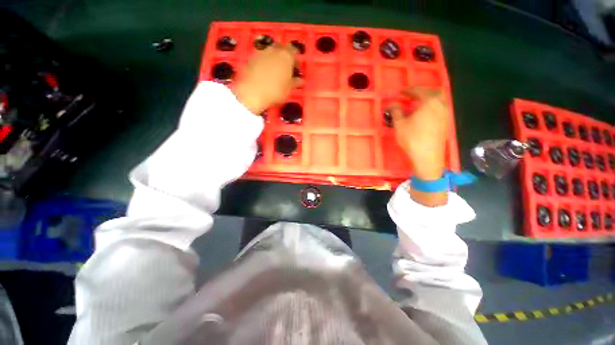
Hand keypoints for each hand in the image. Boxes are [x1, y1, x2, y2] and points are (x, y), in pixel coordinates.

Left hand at [232, 44, 301, 113]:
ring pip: (271, 52)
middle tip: (286, 68)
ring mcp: (261, 53)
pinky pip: (262, 57)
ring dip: (275, 58)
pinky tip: (265, 73)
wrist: (252, 92)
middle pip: (282, 49)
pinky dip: (265, 62)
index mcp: (286, 56)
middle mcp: (274, 50)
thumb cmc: (275, 91)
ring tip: (276, 71)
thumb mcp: (288, 89)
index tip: (297, 69)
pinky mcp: (252, 58)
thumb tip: (301, 81)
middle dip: (285, 57)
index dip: (296, 60)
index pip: (294, 51)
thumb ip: (295, 82)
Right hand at [389, 87, 448, 180]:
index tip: (400, 92)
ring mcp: (445, 114)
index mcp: (429, 102)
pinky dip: (432, 108)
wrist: (427, 156)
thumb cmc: (412, 139)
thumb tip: (393, 104)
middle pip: (434, 93)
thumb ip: (396, 112)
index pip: (419, 91)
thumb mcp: (400, 125)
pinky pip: (440, 109)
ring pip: (439, 101)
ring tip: (417, 106)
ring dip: (428, 100)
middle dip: (422, 92)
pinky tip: (424, 115)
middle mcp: (440, 105)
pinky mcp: (446, 123)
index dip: (408, 91)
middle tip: (412, 96)